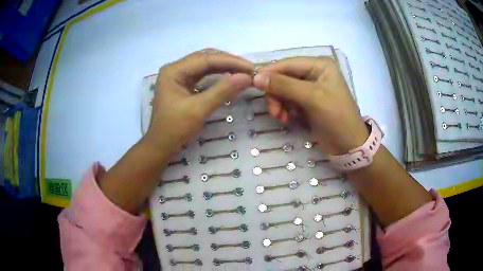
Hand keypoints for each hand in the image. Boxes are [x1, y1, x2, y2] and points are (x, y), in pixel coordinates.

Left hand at [144, 49, 253, 153]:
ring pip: (206, 65)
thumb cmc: (175, 129)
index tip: (251, 67)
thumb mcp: (199, 109)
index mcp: (174, 70)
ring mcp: (179, 75)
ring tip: (244, 72)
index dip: (230, 61)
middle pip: (206, 58)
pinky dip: (218, 75)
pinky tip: (231, 77)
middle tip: (250, 70)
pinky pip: (204, 74)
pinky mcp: (184, 83)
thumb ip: (222, 91)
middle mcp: (176, 68)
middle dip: (229, 62)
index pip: (206, 59)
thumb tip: (246, 77)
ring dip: (225, 67)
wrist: (161, 145)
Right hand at [253, 57, 368, 154]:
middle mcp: (313, 72)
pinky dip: (283, 109)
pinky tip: (286, 119)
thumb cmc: (336, 117)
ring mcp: (309, 87)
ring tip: (281, 118)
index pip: (287, 64)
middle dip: (276, 93)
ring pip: (282, 90)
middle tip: (274, 111)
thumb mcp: (312, 98)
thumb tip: (256, 77)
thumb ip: (284, 86)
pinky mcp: (306, 101)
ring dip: (278, 103)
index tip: (253, 84)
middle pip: (283, 77)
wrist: (348, 145)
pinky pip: (287, 100)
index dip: (269, 73)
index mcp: (319, 65)